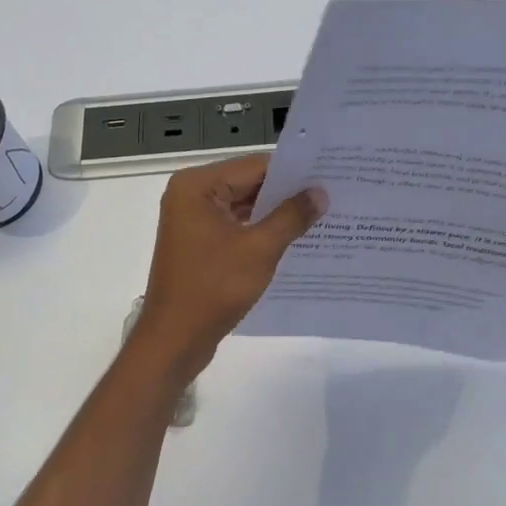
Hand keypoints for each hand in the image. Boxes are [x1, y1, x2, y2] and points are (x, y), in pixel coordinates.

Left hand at [133, 155, 325, 377]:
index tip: (330, 174)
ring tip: (321, 215)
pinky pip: (236, 226)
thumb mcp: (259, 249)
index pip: (254, 166)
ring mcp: (192, 220)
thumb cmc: (213, 288)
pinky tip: (294, 238)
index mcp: (197, 185)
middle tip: (332, 194)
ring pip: (243, 206)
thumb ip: (291, 216)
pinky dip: (261, 231)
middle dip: (287, 193)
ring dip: (276, 214)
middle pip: (248, 183)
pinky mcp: (198, 243)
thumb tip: (320, 193)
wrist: (174, 339)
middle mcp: (190, 195)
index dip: (293, 171)